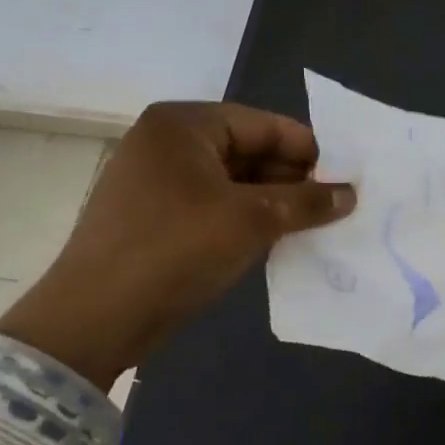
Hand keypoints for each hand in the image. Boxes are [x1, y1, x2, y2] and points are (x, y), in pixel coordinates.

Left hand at [0, 103, 354, 388]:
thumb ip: (307, 201)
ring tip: (312, 224)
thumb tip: (350, 195)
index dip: (309, 151)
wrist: (94, 319)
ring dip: (271, 201)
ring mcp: (154, 179)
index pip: (264, 124)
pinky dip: (244, 217)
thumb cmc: (177, 250)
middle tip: (334, 205)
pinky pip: (212, 204)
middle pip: (248, 150)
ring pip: (231, 180)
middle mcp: (166, 141)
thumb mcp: (253, 220)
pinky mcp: (151, 214)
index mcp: (184, 124)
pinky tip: (275, 239)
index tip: (345, 179)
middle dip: (291, 178)